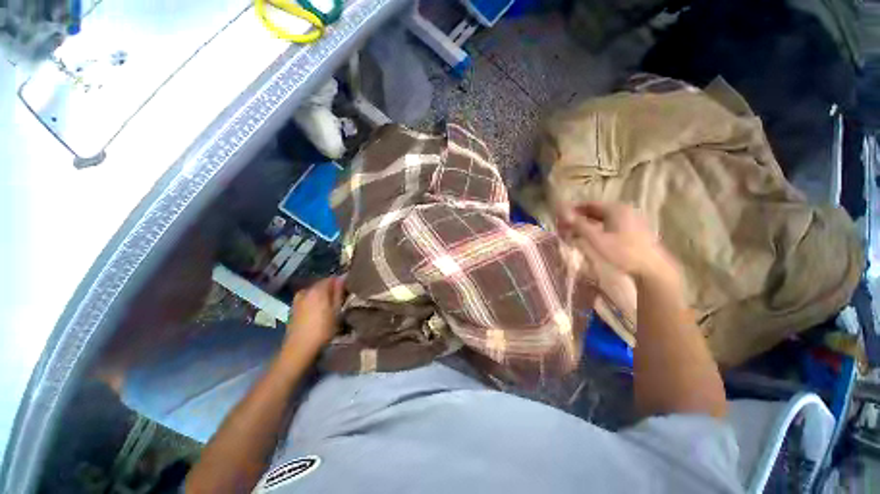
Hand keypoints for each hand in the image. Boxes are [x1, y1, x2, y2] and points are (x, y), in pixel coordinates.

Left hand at [285, 276, 345, 353]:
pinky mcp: (293, 308)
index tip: (347, 290)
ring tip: (330, 306)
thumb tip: (342, 278)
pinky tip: (319, 312)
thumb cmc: (322, 329)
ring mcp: (298, 299)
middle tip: (340, 299)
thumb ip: (339, 293)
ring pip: (314, 292)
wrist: (299, 348)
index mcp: (317, 289)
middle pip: (321, 284)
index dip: (340, 283)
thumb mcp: (336, 310)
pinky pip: (307, 299)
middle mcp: (306, 290)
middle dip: (330, 289)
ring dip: (322, 296)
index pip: (332, 278)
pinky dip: (314, 302)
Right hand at [557, 202, 678, 281]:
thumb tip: (562, 213)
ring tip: (573, 234)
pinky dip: (596, 229)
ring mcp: (629, 220)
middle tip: (563, 228)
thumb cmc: (623, 253)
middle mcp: (623, 210)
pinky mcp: (632, 230)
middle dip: (577, 218)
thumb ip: (579, 225)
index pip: (587, 204)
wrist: (652, 269)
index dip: (571, 210)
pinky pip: (608, 225)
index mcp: (615, 209)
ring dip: (585, 224)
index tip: (559, 219)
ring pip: (601, 218)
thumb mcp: (596, 240)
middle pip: (594, 210)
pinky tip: (590, 238)